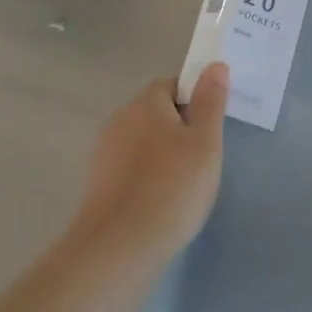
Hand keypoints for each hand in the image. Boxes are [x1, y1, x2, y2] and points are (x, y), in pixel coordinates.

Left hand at [66, 65, 230, 268]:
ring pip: (141, 143)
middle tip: (203, 159)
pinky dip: (145, 178)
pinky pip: (128, 169)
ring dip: (161, 155)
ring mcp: (103, 153)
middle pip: (155, 113)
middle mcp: (119, 120)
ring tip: (183, 186)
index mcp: (145, 104)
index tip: (211, 128)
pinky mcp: (96, 184)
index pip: (172, 85)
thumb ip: (211, 101)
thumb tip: (215, 65)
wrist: (119, 246)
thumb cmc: (172, 187)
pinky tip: (159, 203)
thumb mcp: (205, 142)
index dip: (195, 101)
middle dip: (179, 129)